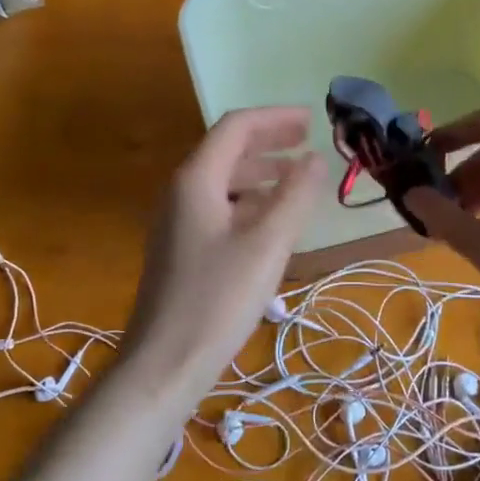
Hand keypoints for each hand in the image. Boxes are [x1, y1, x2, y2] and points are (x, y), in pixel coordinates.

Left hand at [118, 108, 325, 401]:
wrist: (165, 362)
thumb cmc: (218, 298)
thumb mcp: (267, 244)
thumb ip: (295, 196)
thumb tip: (314, 158)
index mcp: (196, 180)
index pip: (236, 127)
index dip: (275, 118)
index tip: (312, 120)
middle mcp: (181, 192)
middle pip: (227, 150)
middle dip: (269, 141)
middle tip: (308, 144)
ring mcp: (178, 222)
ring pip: (223, 181)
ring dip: (261, 172)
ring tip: (297, 180)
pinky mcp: (182, 249)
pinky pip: (219, 208)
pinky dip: (249, 202)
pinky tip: (272, 221)